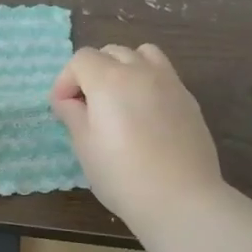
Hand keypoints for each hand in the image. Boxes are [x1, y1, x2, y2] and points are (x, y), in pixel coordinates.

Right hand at [51, 44, 224, 227]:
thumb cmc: (122, 175)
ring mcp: (170, 83)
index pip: (81, 59)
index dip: (66, 80)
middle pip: (111, 52)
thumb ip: (73, 115)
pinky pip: (163, 75)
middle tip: (87, 105)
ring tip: (119, 98)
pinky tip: (145, 114)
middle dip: (93, 71)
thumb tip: (68, 101)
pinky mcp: (188, 100)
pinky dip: (147, 82)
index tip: (62, 108)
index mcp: (109, 80)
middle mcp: (141, 71)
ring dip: (124, 67)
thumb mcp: (85, 146)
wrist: (181, 199)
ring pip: (142, 54)